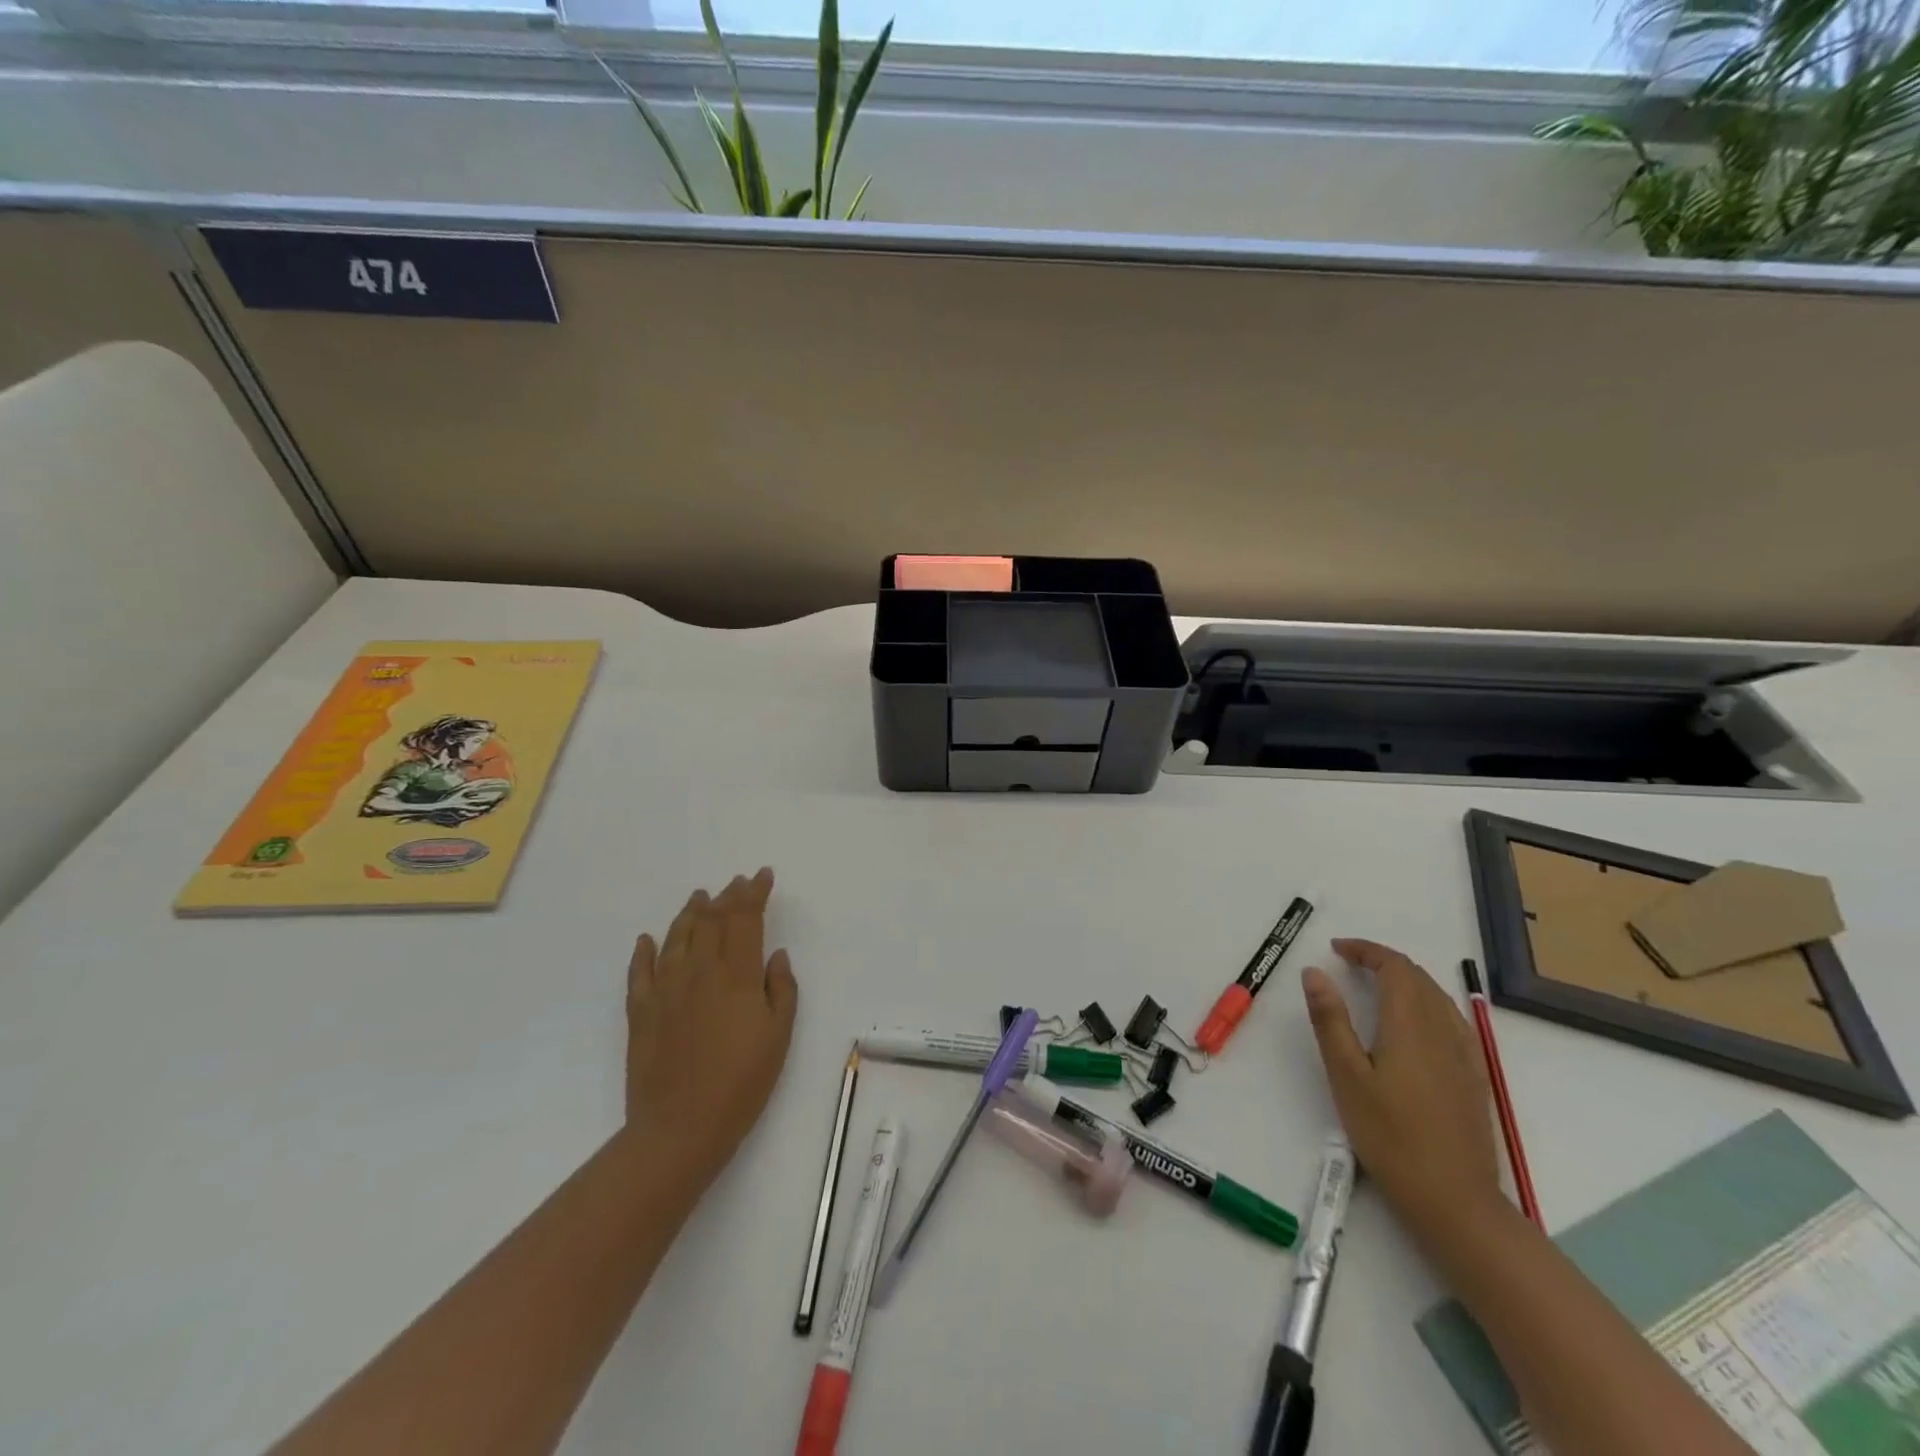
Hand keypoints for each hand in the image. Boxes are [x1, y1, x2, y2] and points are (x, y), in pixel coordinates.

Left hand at [625, 869, 797, 1186]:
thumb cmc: (741, 1083)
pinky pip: (640, 971)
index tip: (763, 876)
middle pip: (712, 921)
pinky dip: (644, 950)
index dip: (754, 893)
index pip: (745, 919)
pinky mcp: (640, 1011)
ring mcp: (665, 989)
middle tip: (737, 882)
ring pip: (677, 937)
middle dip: (727, 896)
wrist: (679, 1129)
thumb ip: (781, 989)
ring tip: (700, 897)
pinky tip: (647, 939)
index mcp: (737, 975)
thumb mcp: (779, 1036)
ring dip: (690, 912)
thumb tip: (775, 955)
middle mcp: (699, 971)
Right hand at [1301, 938, 1503, 1243]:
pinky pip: (1452, 1020)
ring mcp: (1464, 1054)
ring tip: (1375, 986)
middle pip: (1418, 977)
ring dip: (1406, 980)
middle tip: (1348, 964)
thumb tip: (1314, 971)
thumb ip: (1330, 1020)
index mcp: (1410, 1025)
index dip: (1365, 950)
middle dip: (1383, 961)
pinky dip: (1426, 1003)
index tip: (1335, 949)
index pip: (1394, 967)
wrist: (1455, 1201)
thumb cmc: (1390, 1136)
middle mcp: (1443, 1030)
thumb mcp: (1346, 1076)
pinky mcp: (1474, 1077)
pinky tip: (1413, 1024)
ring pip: (1437, 997)